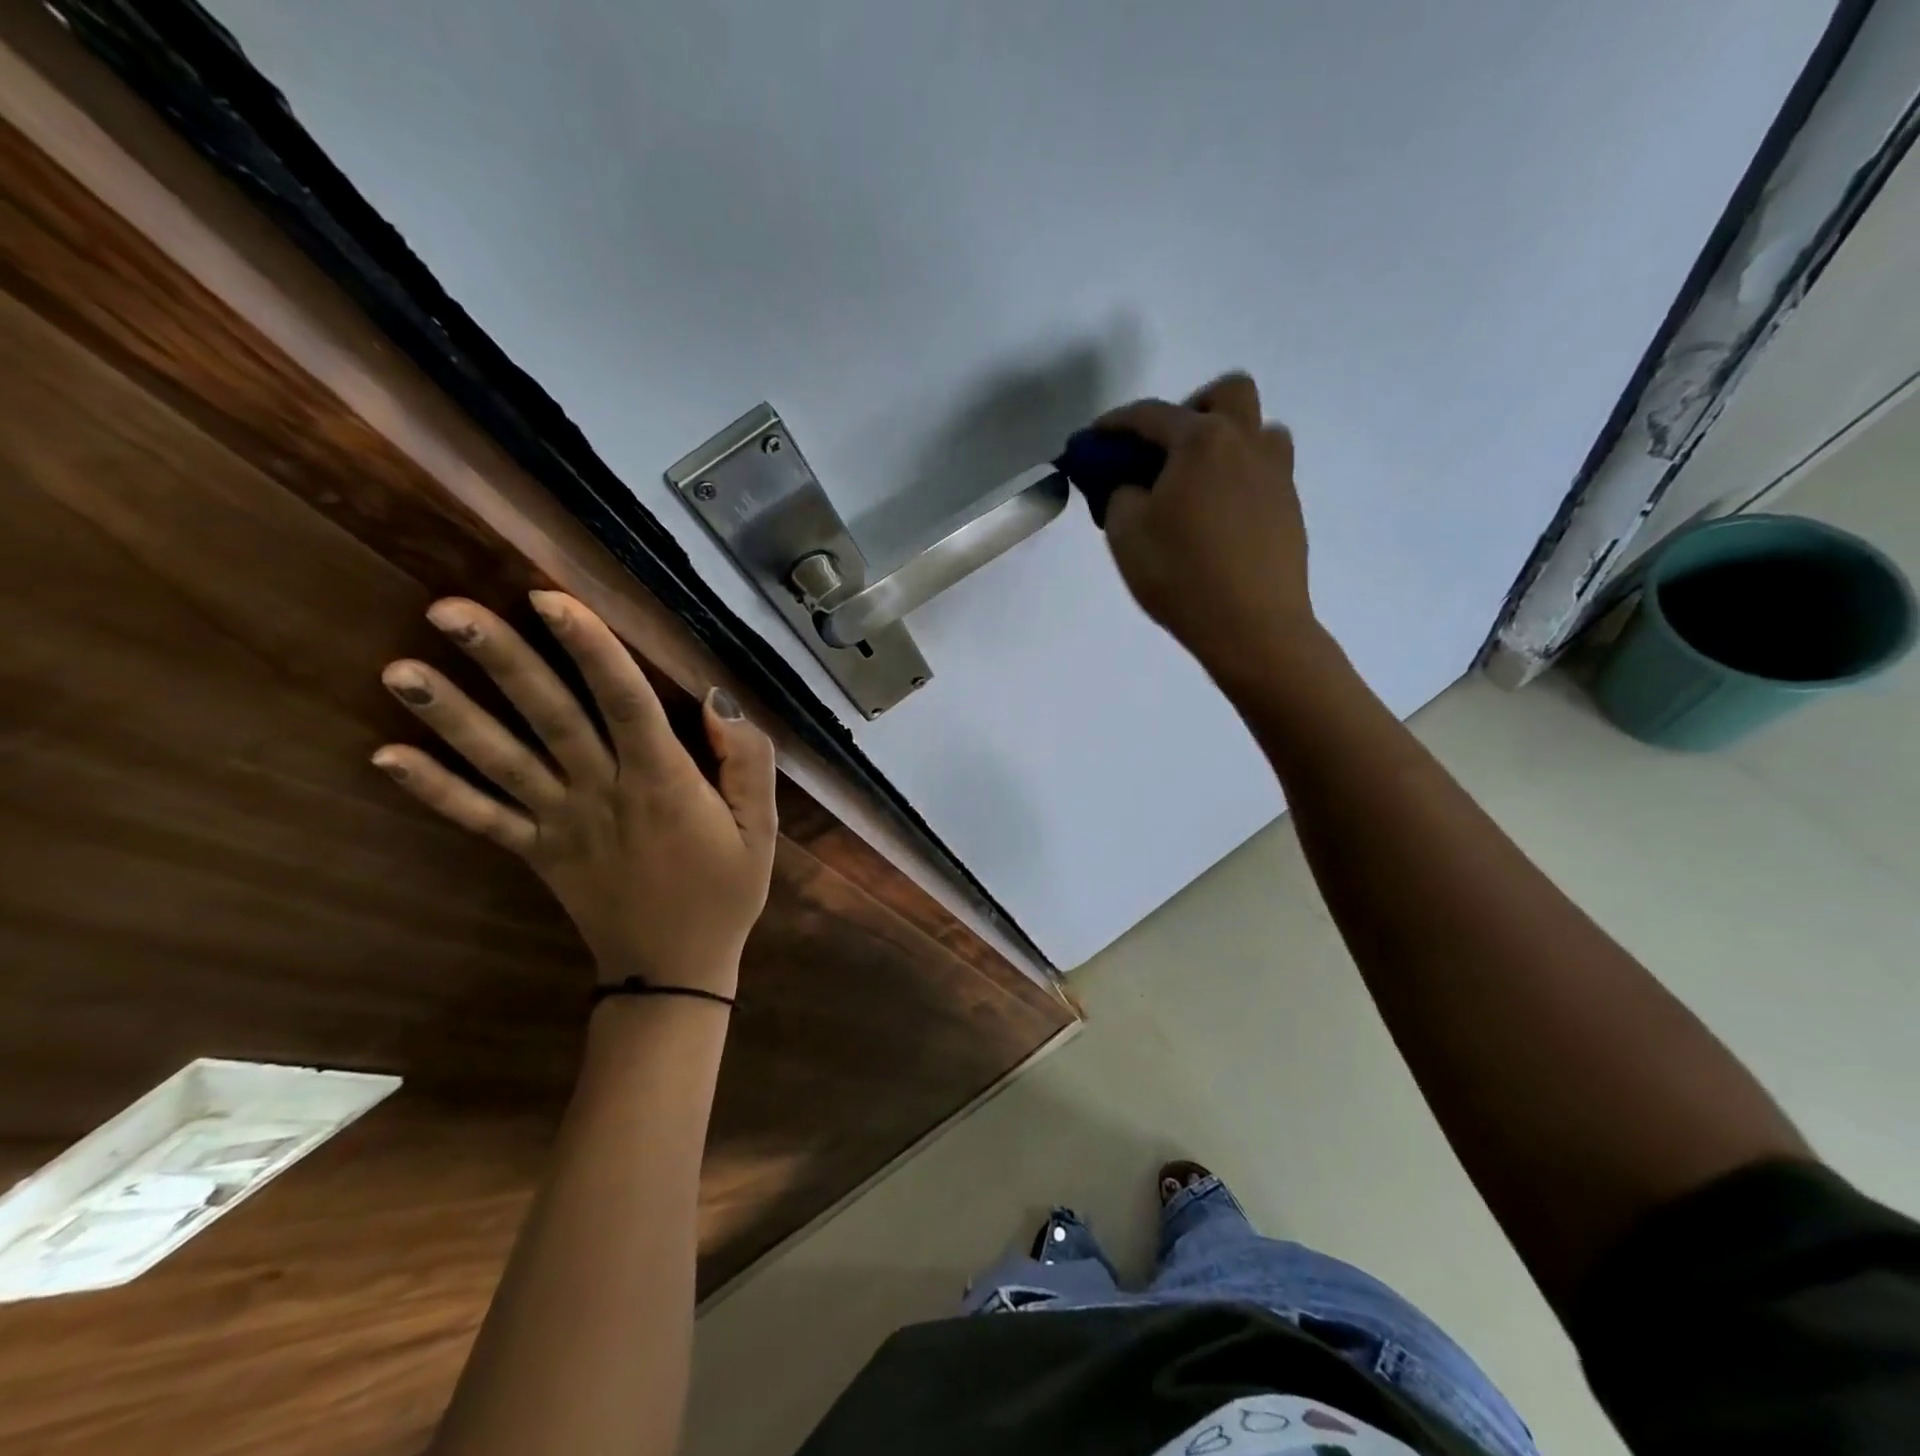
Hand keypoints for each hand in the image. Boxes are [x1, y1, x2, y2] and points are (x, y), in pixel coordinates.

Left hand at [370, 591, 776, 996]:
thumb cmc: (726, 890)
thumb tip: (716, 701)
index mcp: (664, 782)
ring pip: (503, 762)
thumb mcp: (763, 827)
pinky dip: (434, 791)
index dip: (590, 649)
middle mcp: (603, 793)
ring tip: (398, 669)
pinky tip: (384, 755)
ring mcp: (561, 824)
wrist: (675, 970)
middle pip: (551, 718)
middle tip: (449, 609)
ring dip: (452, 716)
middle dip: (505, 662)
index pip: (625, 702)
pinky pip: (482, 820)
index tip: (549, 598)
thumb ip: (748, 761)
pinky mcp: (536, 853)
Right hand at [1096, 373, 1320, 686]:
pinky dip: (1238, 480)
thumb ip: (1120, 495)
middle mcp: (1246, 444)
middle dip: (1192, 408)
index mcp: (1202, 441)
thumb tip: (1133, 487)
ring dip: (1226, 442)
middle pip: (1228, 393)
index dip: (1114, 424)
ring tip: (1196, 486)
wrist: (1252, 626)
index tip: (1092, 439)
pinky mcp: (1290, 509)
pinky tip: (1216, 521)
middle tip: (1165, 451)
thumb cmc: (1180, 574)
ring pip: (1258, 431)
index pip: (1151, 415)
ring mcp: (1276, 475)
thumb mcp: (1125, 533)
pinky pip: (1264, 474)